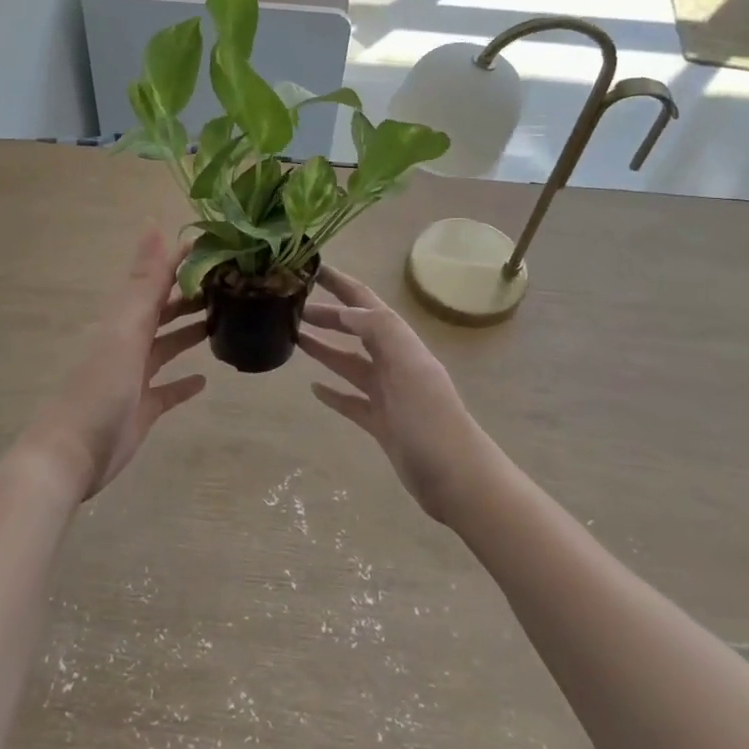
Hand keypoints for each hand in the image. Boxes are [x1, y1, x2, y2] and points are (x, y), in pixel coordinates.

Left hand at [25, 230, 209, 497]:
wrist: (72, 454)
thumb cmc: (99, 387)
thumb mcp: (125, 328)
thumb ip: (144, 281)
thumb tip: (153, 223)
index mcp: (123, 318)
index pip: (156, 278)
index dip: (180, 260)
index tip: (216, 245)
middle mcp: (128, 341)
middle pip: (163, 310)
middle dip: (191, 294)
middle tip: (232, 283)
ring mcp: (134, 376)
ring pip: (166, 345)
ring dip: (190, 331)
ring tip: (224, 319)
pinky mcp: (141, 408)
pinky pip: (167, 389)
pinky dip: (184, 382)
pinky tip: (206, 380)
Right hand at [299, 265, 497, 523]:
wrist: (457, 478)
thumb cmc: (431, 419)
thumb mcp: (408, 366)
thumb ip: (380, 331)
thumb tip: (346, 309)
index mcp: (402, 344)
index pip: (367, 303)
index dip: (342, 285)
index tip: (313, 270)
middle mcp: (395, 363)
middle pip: (356, 330)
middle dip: (328, 316)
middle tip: (292, 307)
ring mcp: (388, 395)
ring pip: (350, 363)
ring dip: (325, 349)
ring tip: (295, 339)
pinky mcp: (382, 424)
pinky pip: (352, 401)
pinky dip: (333, 392)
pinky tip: (314, 388)